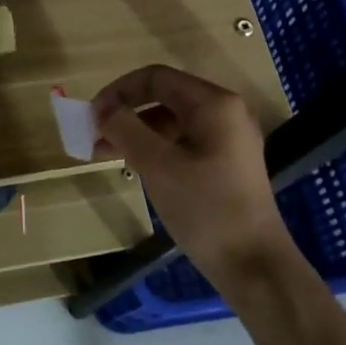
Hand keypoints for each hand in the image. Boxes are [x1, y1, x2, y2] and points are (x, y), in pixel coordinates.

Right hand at [92, 65, 294, 282]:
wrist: (254, 266)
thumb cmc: (205, 208)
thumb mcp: (158, 165)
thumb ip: (126, 128)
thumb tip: (102, 108)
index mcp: (214, 104)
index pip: (155, 78)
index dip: (118, 91)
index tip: (91, 117)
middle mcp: (225, 112)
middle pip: (163, 97)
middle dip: (124, 112)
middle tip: (92, 136)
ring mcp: (228, 139)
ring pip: (171, 122)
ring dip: (135, 132)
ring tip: (104, 154)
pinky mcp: (225, 164)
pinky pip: (182, 142)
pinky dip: (154, 148)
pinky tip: (133, 166)